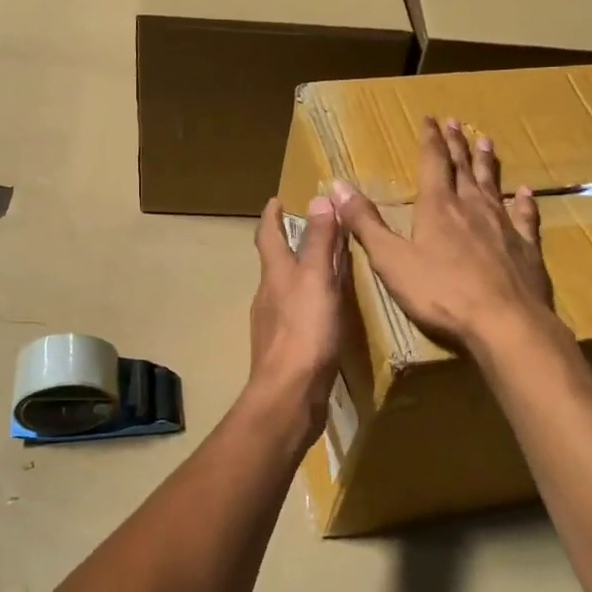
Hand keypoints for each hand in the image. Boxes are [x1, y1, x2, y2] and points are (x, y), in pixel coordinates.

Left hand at [248, 195, 346, 415]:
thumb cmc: (304, 331)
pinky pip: (295, 315)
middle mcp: (268, 295)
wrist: (289, 394)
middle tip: (308, 231)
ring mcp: (273, 325)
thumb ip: (318, 241)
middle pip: (274, 262)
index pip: (268, 235)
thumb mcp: (316, 279)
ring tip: (322, 269)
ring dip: (298, 274)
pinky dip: (307, 303)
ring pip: (284, 289)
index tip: (276, 200)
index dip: (272, 216)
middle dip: (287, 244)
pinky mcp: (284, 350)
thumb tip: (319, 197)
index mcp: (275, 274)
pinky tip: (323, 313)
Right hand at [330, 117, 552, 354]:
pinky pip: (525, 217)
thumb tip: (337, 185)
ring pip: (492, 185)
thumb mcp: (391, 259)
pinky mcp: (526, 248)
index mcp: (437, 207)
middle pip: (462, 168)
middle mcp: (471, 207)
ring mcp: (503, 225)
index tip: (430, 118)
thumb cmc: (440, 293)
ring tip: (486, 141)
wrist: (504, 322)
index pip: (432, 163)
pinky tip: (526, 192)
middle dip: (456, 144)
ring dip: (486, 163)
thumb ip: (365, 223)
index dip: (429, 139)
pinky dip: (524, 202)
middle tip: (456, 122)